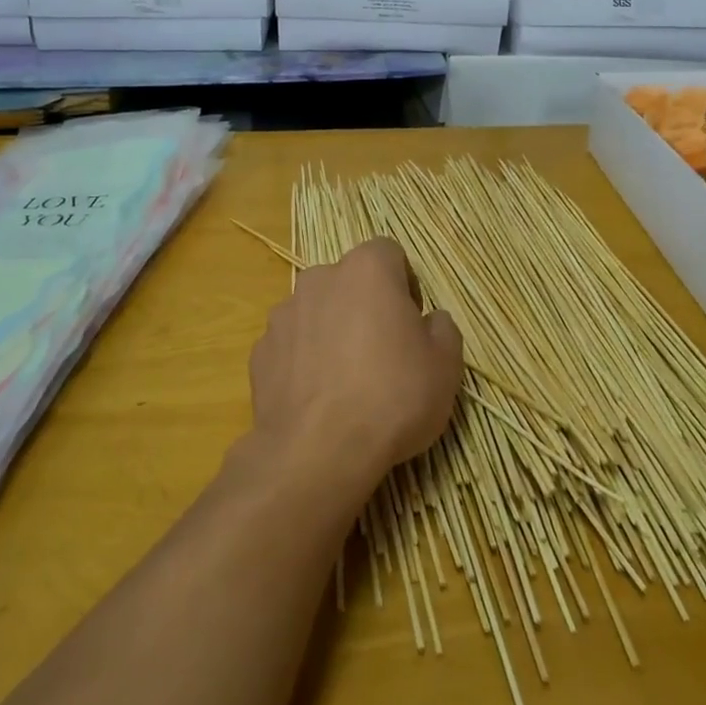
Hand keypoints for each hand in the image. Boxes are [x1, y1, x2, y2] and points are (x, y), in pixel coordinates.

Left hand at [248, 237, 463, 492]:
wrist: (318, 451)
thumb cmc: (392, 396)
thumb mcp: (445, 365)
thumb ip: (443, 329)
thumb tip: (430, 321)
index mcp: (366, 270)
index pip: (389, 253)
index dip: (405, 283)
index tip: (412, 322)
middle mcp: (319, 279)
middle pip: (349, 281)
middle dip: (366, 306)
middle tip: (384, 351)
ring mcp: (284, 314)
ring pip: (317, 312)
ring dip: (333, 331)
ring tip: (348, 380)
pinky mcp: (260, 351)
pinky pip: (292, 345)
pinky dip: (305, 360)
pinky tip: (320, 397)